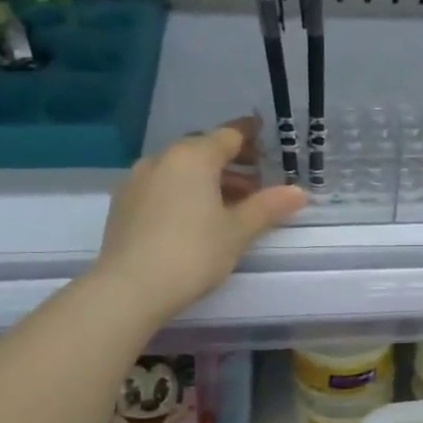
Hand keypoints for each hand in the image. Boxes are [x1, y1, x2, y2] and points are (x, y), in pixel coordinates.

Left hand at [96, 120, 306, 320]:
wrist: (131, 287)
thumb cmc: (193, 252)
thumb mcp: (238, 231)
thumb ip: (268, 207)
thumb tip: (298, 192)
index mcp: (193, 157)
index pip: (229, 135)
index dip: (251, 136)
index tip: (266, 138)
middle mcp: (162, 159)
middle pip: (202, 151)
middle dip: (231, 163)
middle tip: (256, 185)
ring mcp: (137, 180)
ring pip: (180, 170)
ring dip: (207, 181)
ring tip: (230, 207)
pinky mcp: (123, 204)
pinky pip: (162, 187)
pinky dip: (183, 193)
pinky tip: (195, 219)